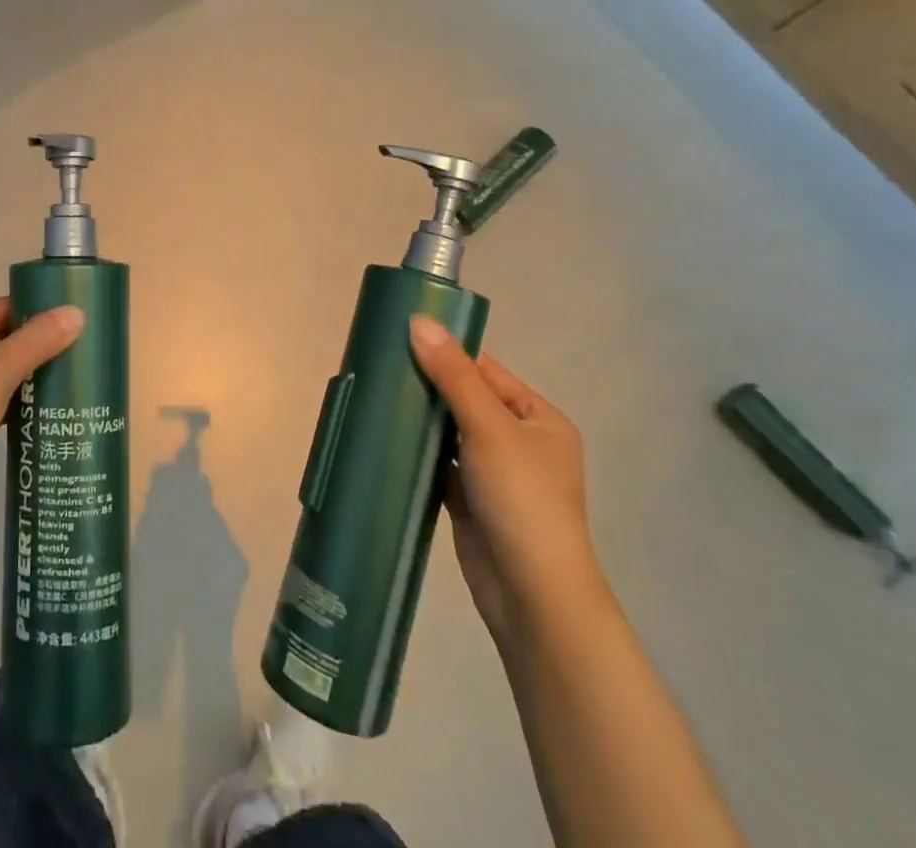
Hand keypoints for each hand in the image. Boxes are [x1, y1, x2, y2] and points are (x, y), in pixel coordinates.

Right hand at [409, 316, 606, 643]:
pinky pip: (440, 462)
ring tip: (375, 394)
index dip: (446, 353)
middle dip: (427, 384)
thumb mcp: (489, 427)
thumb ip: (452, 375)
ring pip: (450, 431)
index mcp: (539, 419)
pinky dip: (418, 451)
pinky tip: (386, 436)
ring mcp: (495, 473)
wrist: (531, 594)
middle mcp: (520, 441)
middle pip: (465, 399)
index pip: (486, 371)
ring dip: (420, 418)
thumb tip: (419, 321)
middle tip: (379, 365)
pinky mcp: (471, 500)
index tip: (399, 338)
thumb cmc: (521, 499)